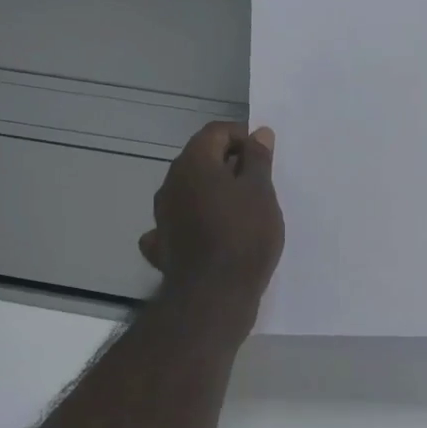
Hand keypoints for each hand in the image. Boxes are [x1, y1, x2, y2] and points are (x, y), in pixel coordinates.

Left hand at [141, 122, 285, 313]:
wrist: (214, 295)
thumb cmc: (244, 235)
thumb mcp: (261, 191)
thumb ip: (258, 159)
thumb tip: (259, 133)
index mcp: (194, 162)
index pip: (216, 131)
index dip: (242, 136)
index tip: (264, 156)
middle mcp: (171, 183)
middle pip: (201, 159)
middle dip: (229, 164)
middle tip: (259, 183)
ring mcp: (162, 215)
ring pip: (189, 190)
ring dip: (213, 192)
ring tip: (243, 210)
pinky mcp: (162, 244)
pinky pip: (179, 222)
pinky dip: (195, 221)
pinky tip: (209, 234)